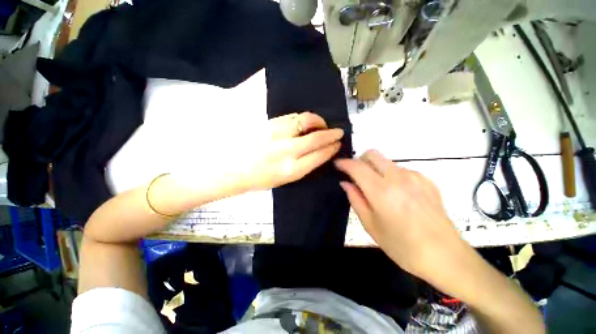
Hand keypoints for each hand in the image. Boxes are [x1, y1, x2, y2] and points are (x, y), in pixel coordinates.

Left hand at [241, 112, 343, 190]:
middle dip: (331, 134)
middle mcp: (287, 151)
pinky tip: (306, 122)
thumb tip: (319, 152)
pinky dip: (304, 118)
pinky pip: (293, 116)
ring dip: (319, 122)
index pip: (319, 155)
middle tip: (338, 132)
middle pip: (316, 138)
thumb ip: (303, 165)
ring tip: (322, 125)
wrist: (233, 168)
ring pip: (306, 121)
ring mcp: (277, 134)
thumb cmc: (260, 179)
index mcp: (292, 170)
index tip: (337, 144)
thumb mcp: (285, 180)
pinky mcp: (269, 123)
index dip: (331, 148)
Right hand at [335, 150, 468, 278]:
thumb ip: (356, 199)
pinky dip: (391, 175)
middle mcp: (398, 178)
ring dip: (375, 169)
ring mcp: (415, 177)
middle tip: (356, 176)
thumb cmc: (403, 246)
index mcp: (382, 191)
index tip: (337, 165)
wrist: (446, 257)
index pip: (357, 167)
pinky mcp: (426, 180)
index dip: (344, 163)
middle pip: (372, 154)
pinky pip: (401, 169)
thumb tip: (345, 183)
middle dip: (359, 160)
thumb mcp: (371, 225)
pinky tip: (397, 193)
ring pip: (386, 161)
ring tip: (377, 189)